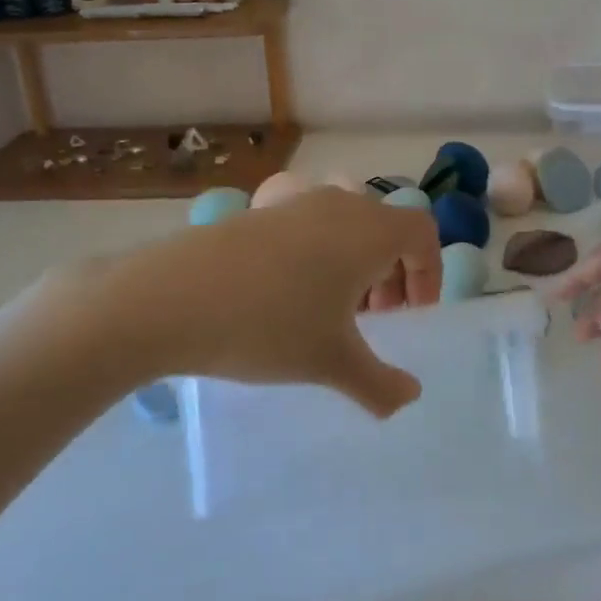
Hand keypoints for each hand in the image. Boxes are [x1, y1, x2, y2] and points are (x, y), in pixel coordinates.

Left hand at [42, 188, 442, 417]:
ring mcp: (295, 203)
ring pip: (347, 225)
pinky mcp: (260, 211)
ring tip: (334, 311)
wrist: (171, 298)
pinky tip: (289, 297)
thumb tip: (410, 398)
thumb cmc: (269, 325)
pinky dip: (320, 255)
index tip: (412, 315)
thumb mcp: (330, 362)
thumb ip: (380, 384)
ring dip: (355, 264)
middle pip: (386, 227)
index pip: (422, 232)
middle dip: (393, 272)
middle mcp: (339, 204)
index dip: (429, 272)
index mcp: (369, 229)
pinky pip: (311, 226)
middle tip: (377, 318)